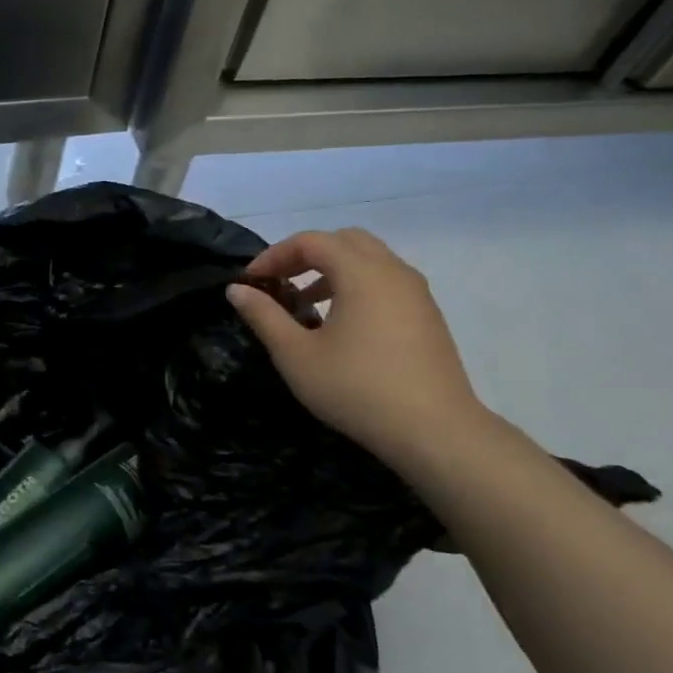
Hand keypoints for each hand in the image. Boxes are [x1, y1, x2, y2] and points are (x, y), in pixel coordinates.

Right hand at [226, 228, 488, 467]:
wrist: (436, 432)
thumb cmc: (357, 389)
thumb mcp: (296, 355)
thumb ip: (264, 316)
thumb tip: (236, 289)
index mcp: (361, 273)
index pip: (311, 241)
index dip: (274, 255)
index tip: (251, 281)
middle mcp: (393, 271)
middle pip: (344, 241)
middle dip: (306, 254)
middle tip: (280, 282)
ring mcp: (417, 293)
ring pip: (369, 260)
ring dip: (333, 270)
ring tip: (306, 302)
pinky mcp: (428, 316)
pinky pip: (386, 281)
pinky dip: (357, 285)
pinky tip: (341, 324)